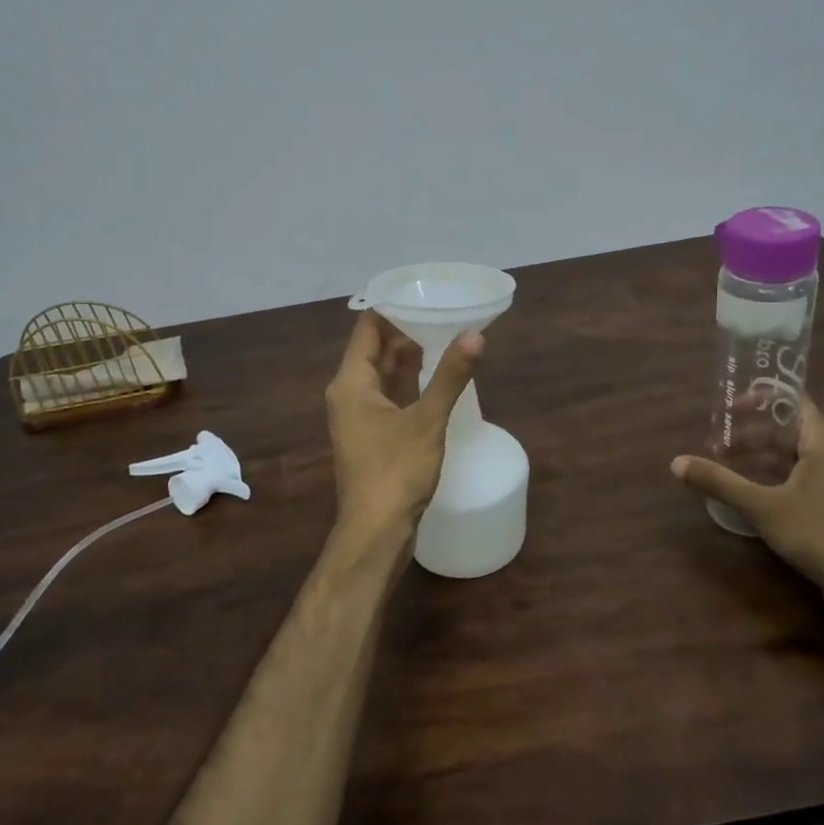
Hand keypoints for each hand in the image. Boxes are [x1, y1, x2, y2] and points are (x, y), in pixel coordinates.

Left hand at [326, 312, 482, 537]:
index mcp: (351, 383)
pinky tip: (435, 377)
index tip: (424, 293)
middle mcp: (349, 394)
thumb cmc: (396, 472)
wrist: (376, 531)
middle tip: (444, 312)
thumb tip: (475, 335)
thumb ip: (450, 376)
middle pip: (375, 349)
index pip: (368, 328)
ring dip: (409, 357)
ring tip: (445, 336)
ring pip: (383, 374)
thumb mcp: (427, 420)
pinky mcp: (372, 435)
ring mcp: (359, 416)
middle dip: (407, 330)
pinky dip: (409, 382)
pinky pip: (389, 396)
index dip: (393, 307)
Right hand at [671, 399, 823, 602]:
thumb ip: (719, 481)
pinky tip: (755, 490)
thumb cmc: (814, 530)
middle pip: (790, 430)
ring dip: (762, 456)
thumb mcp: (760, 505)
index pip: (793, 401)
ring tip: (730, 466)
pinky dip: (777, 473)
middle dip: (751, 434)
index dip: (760, 399)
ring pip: (796, 454)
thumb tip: (676, 463)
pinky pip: (804, 474)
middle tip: (719, 446)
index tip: (730, 409)